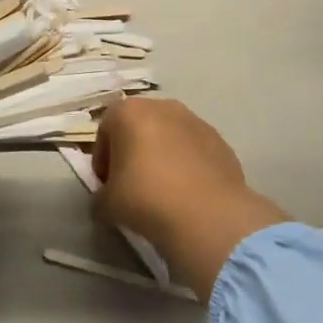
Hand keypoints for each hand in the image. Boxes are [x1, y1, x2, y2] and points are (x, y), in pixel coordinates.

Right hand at [93, 98, 289, 298]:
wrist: (208, 215)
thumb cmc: (146, 198)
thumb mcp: (106, 203)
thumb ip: (101, 195)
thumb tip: (106, 199)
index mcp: (128, 112)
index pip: (105, 131)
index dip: (102, 159)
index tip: (106, 184)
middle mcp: (163, 107)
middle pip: (138, 127)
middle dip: (132, 152)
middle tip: (131, 184)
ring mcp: (196, 121)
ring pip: (169, 137)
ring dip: (161, 157)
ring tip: (162, 190)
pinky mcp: (221, 142)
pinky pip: (194, 151)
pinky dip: (187, 166)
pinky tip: (187, 194)